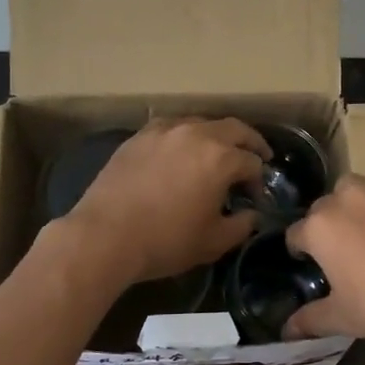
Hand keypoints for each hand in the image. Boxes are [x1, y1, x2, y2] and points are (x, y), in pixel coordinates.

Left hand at [64, 118, 267, 284]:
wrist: (105, 235)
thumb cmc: (166, 241)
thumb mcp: (214, 242)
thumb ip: (242, 225)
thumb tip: (252, 215)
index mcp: (221, 158)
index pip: (252, 163)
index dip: (259, 181)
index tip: (255, 199)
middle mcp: (196, 134)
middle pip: (234, 129)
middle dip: (250, 143)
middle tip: (257, 156)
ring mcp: (165, 130)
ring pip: (202, 123)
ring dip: (217, 136)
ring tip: (218, 153)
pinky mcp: (139, 136)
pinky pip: (171, 128)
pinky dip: (185, 136)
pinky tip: (181, 151)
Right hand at [283, 163, 364, 342]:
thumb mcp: (345, 319)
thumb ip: (311, 320)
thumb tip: (287, 330)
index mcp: (321, 227)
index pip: (296, 235)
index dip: (300, 252)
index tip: (310, 266)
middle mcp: (347, 198)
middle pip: (326, 207)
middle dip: (330, 226)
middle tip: (347, 255)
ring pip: (360, 186)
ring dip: (360, 203)